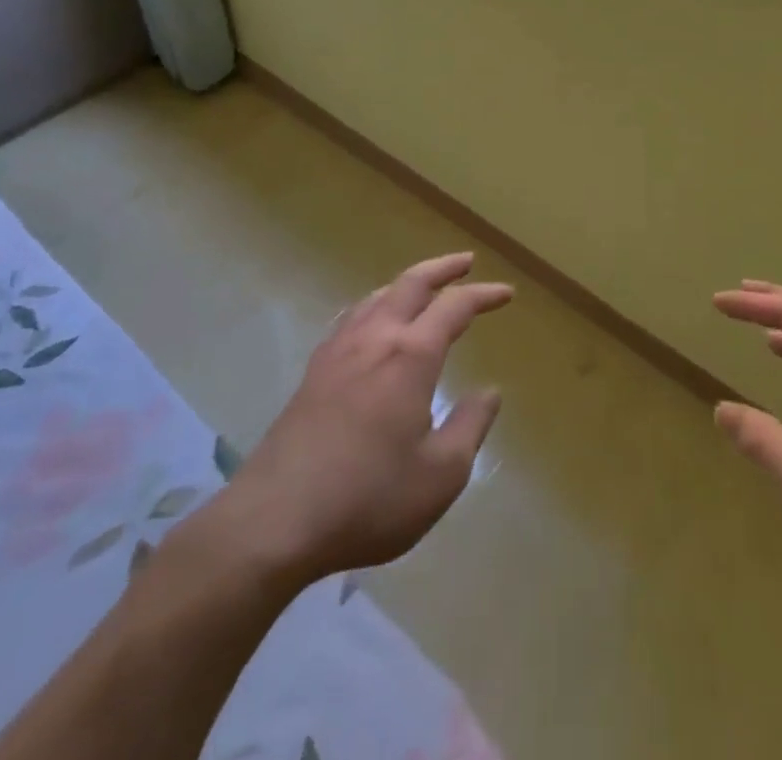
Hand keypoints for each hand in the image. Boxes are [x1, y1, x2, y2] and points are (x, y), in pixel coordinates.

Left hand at [163, 253, 511, 595]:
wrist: (275, 520)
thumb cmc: (369, 498)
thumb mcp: (440, 475)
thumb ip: (470, 426)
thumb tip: (489, 392)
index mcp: (411, 355)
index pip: (454, 307)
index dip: (483, 295)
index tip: (506, 293)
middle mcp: (375, 339)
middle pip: (411, 284)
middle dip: (443, 268)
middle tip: (466, 261)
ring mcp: (339, 352)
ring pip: (377, 296)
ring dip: (407, 284)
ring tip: (423, 288)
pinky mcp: (314, 372)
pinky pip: (351, 318)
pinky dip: (374, 305)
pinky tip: (371, 321)